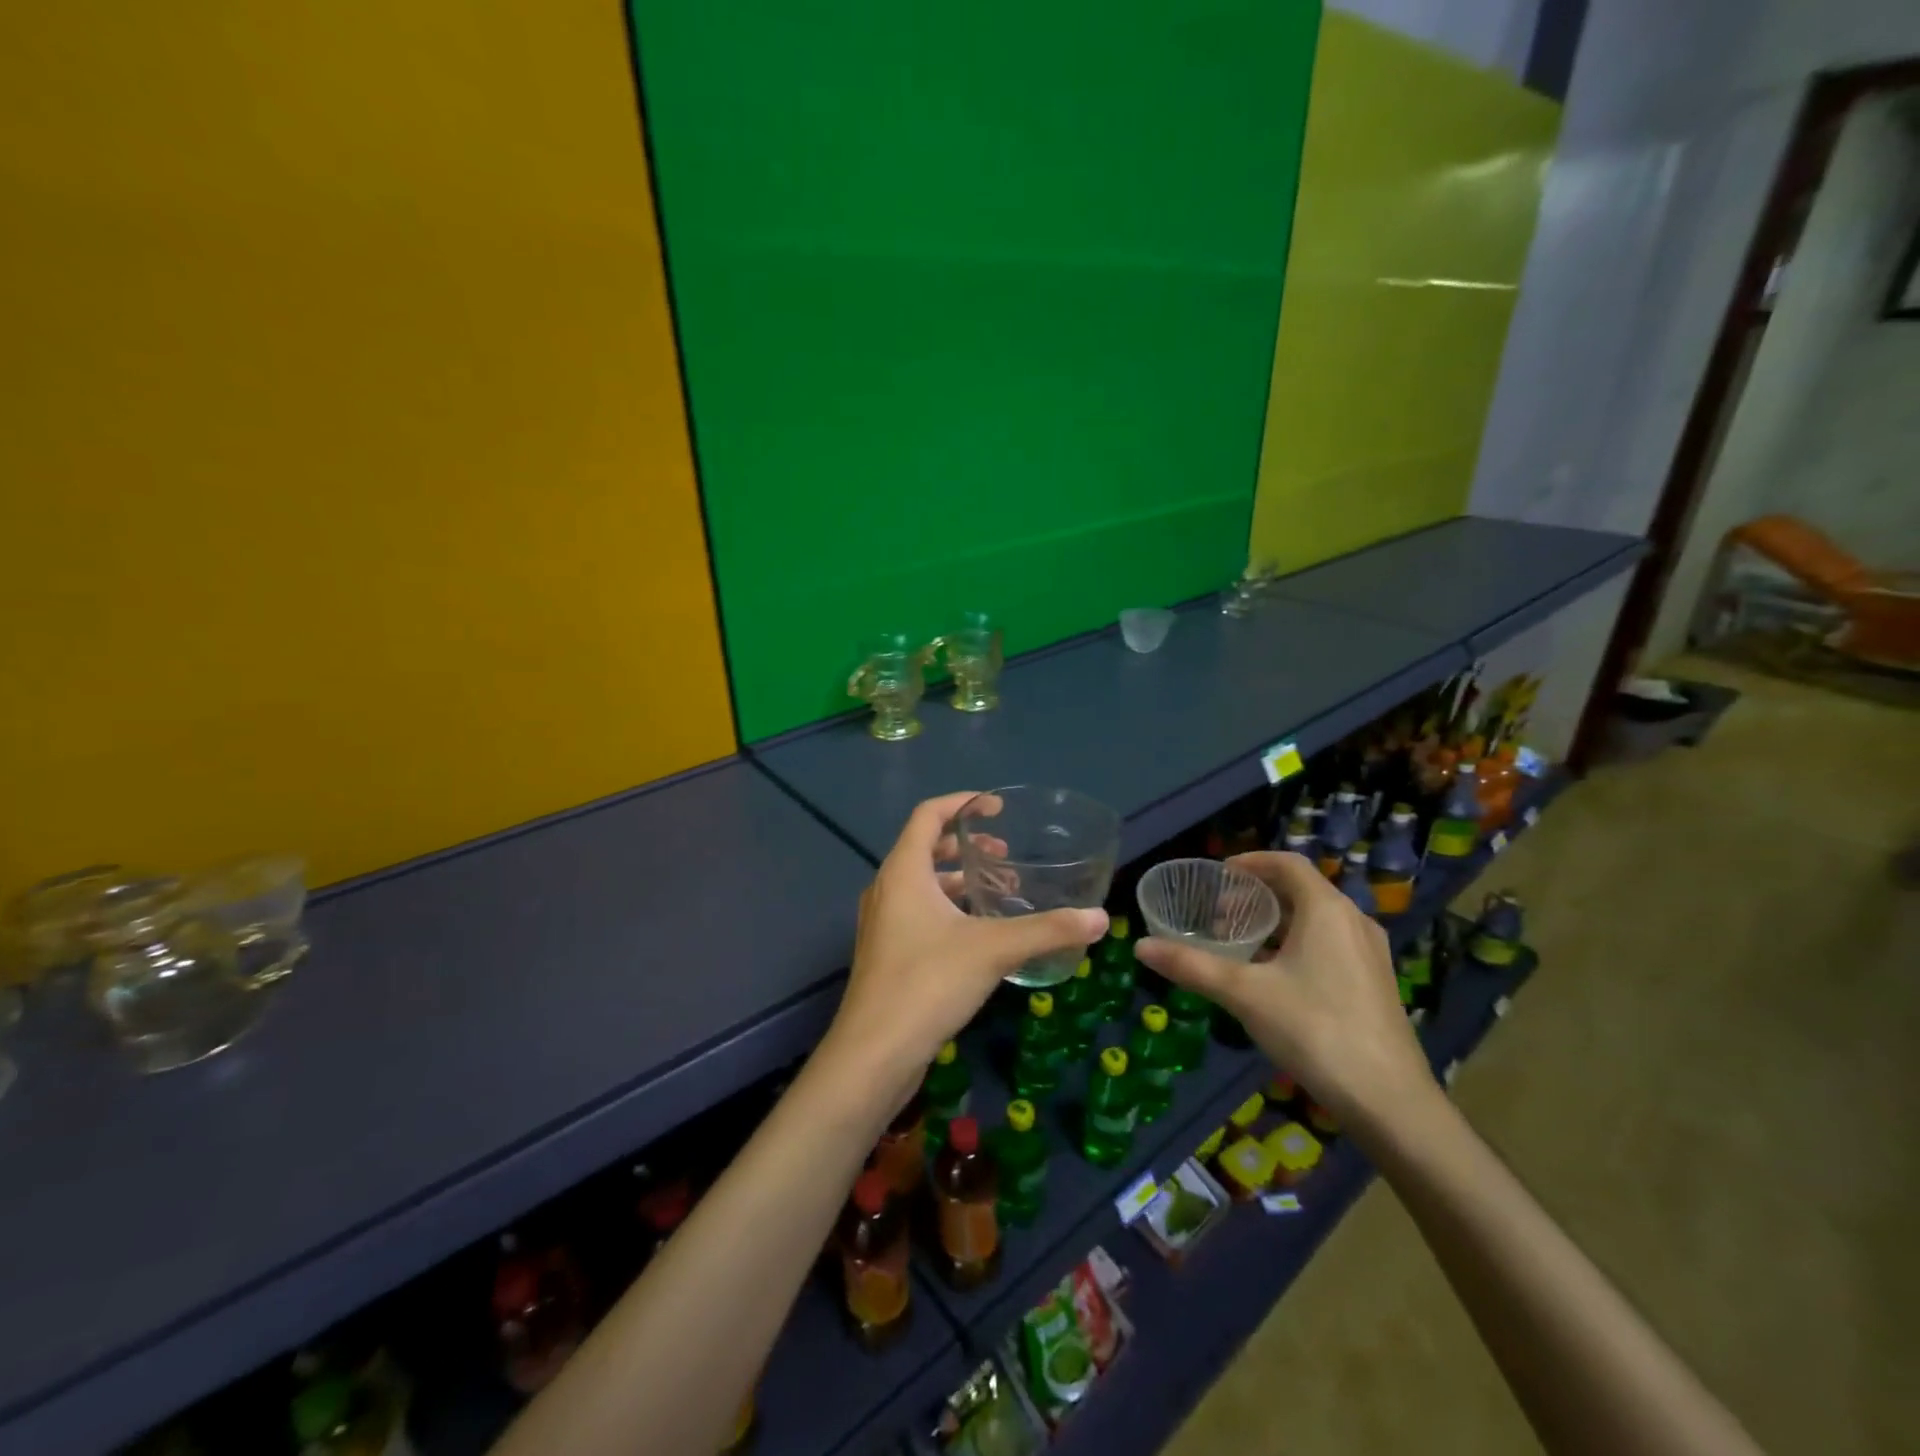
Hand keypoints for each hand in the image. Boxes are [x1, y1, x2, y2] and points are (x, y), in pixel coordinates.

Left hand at [823, 793, 1108, 1091]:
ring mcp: (883, 923)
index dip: (962, 802)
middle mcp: (887, 889)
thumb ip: (1048, 930)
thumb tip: (1100, 918)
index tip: (996, 808)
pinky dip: (950, 909)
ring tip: (1002, 894)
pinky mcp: (887, 954)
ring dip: (960, 881)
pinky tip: (981, 936)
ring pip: (923, 885)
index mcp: (903, 871)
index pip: (928, 815)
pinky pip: (919, 913)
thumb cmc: (928, 983)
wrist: (873, 1054)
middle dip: (966, 846)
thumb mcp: (994, 950)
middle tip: (1005, 856)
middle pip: (925, 848)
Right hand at [1133, 851, 1433, 1134]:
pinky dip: (1297, 944)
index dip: (1251, 862)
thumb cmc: (1315, 1030)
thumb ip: (1192, 966)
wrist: (1390, 1102)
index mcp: (1327, 910)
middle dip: (1257, 895)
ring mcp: (1369, 954)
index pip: (1287, 864)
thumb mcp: (1244, 994)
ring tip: (1240, 942)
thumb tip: (1141, 947)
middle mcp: (1353, 922)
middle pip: (1301, 890)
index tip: (1218, 875)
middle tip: (1218, 912)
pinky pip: (1330, 944)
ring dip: (1277, 921)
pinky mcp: (1374, 983)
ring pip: (1316, 920)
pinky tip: (1273, 977)